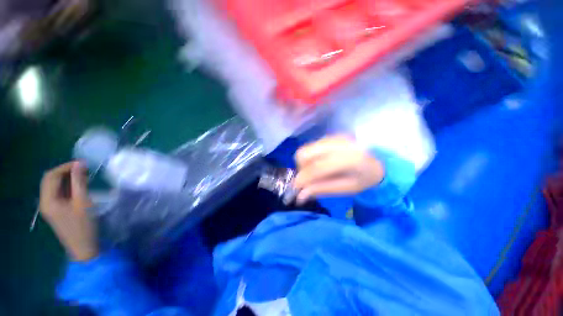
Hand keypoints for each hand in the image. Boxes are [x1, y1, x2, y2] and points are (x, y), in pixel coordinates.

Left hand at [39, 162, 98, 260]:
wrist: (83, 247)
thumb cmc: (83, 225)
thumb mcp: (83, 202)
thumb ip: (79, 182)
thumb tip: (80, 164)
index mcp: (48, 200)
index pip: (51, 176)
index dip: (65, 167)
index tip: (83, 164)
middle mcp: (45, 201)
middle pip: (51, 180)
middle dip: (66, 171)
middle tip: (84, 169)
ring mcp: (50, 206)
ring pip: (55, 186)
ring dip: (68, 179)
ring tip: (85, 176)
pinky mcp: (57, 210)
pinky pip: (60, 193)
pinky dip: (69, 186)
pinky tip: (80, 186)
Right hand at [293, 135, 384, 203]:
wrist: (381, 160)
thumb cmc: (366, 178)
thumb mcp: (346, 188)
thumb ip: (322, 189)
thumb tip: (299, 196)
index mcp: (347, 159)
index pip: (316, 168)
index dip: (302, 179)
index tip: (296, 189)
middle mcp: (338, 143)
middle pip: (304, 153)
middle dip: (301, 168)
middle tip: (308, 179)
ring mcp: (333, 137)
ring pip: (305, 149)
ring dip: (304, 163)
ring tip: (314, 172)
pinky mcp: (330, 136)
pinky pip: (311, 146)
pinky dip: (310, 157)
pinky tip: (320, 163)